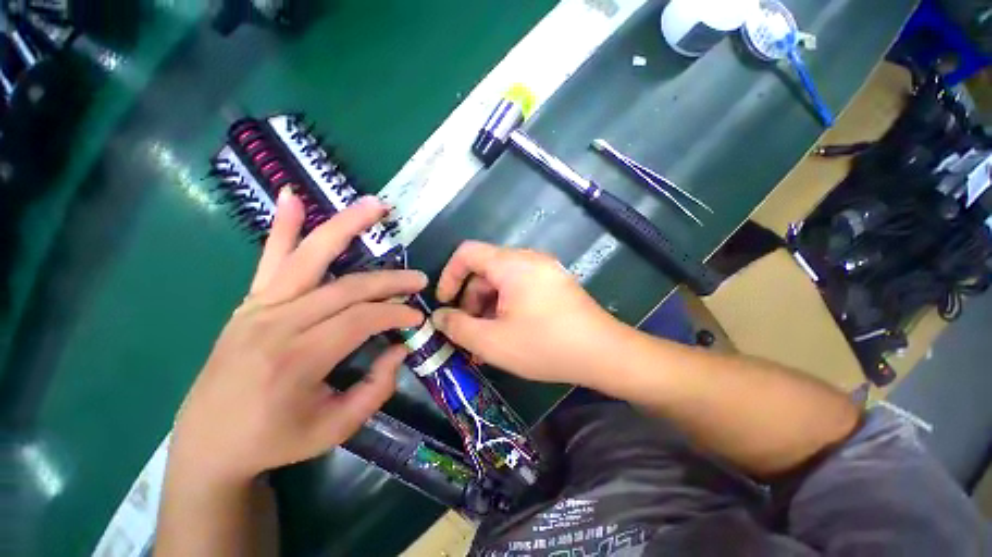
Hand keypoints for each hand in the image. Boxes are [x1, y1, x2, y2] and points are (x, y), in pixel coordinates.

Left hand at [169, 191, 425, 487]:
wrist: (208, 445)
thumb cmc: (275, 441)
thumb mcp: (336, 428)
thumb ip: (377, 387)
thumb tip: (400, 348)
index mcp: (297, 359)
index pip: (361, 319)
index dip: (395, 314)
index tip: (417, 319)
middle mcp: (276, 324)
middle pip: (346, 286)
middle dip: (389, 280)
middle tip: (418, 279)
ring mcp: (259, 307)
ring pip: (309, 256)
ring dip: (345, 226)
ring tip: (374, 205)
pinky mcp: (250, 303)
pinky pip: (269, 259)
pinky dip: (283, 226)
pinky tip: (291, 196)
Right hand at [432, 241, 622, 385]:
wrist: (604, 353)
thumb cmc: (545, 345)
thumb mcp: (492, 342)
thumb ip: (458, 327)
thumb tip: (439, 316)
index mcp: (512, 264)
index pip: (467, 253)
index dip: (449, 275)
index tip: (444, 303)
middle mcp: (528, 259)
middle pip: (485, 269)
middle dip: (470, 299)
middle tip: (469, 331)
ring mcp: (544, 270)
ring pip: (503, 281)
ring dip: (488, 306)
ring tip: (487, 339)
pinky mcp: (554, 283)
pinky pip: (520, 288)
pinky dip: (507, 306)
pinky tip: (508, 333)